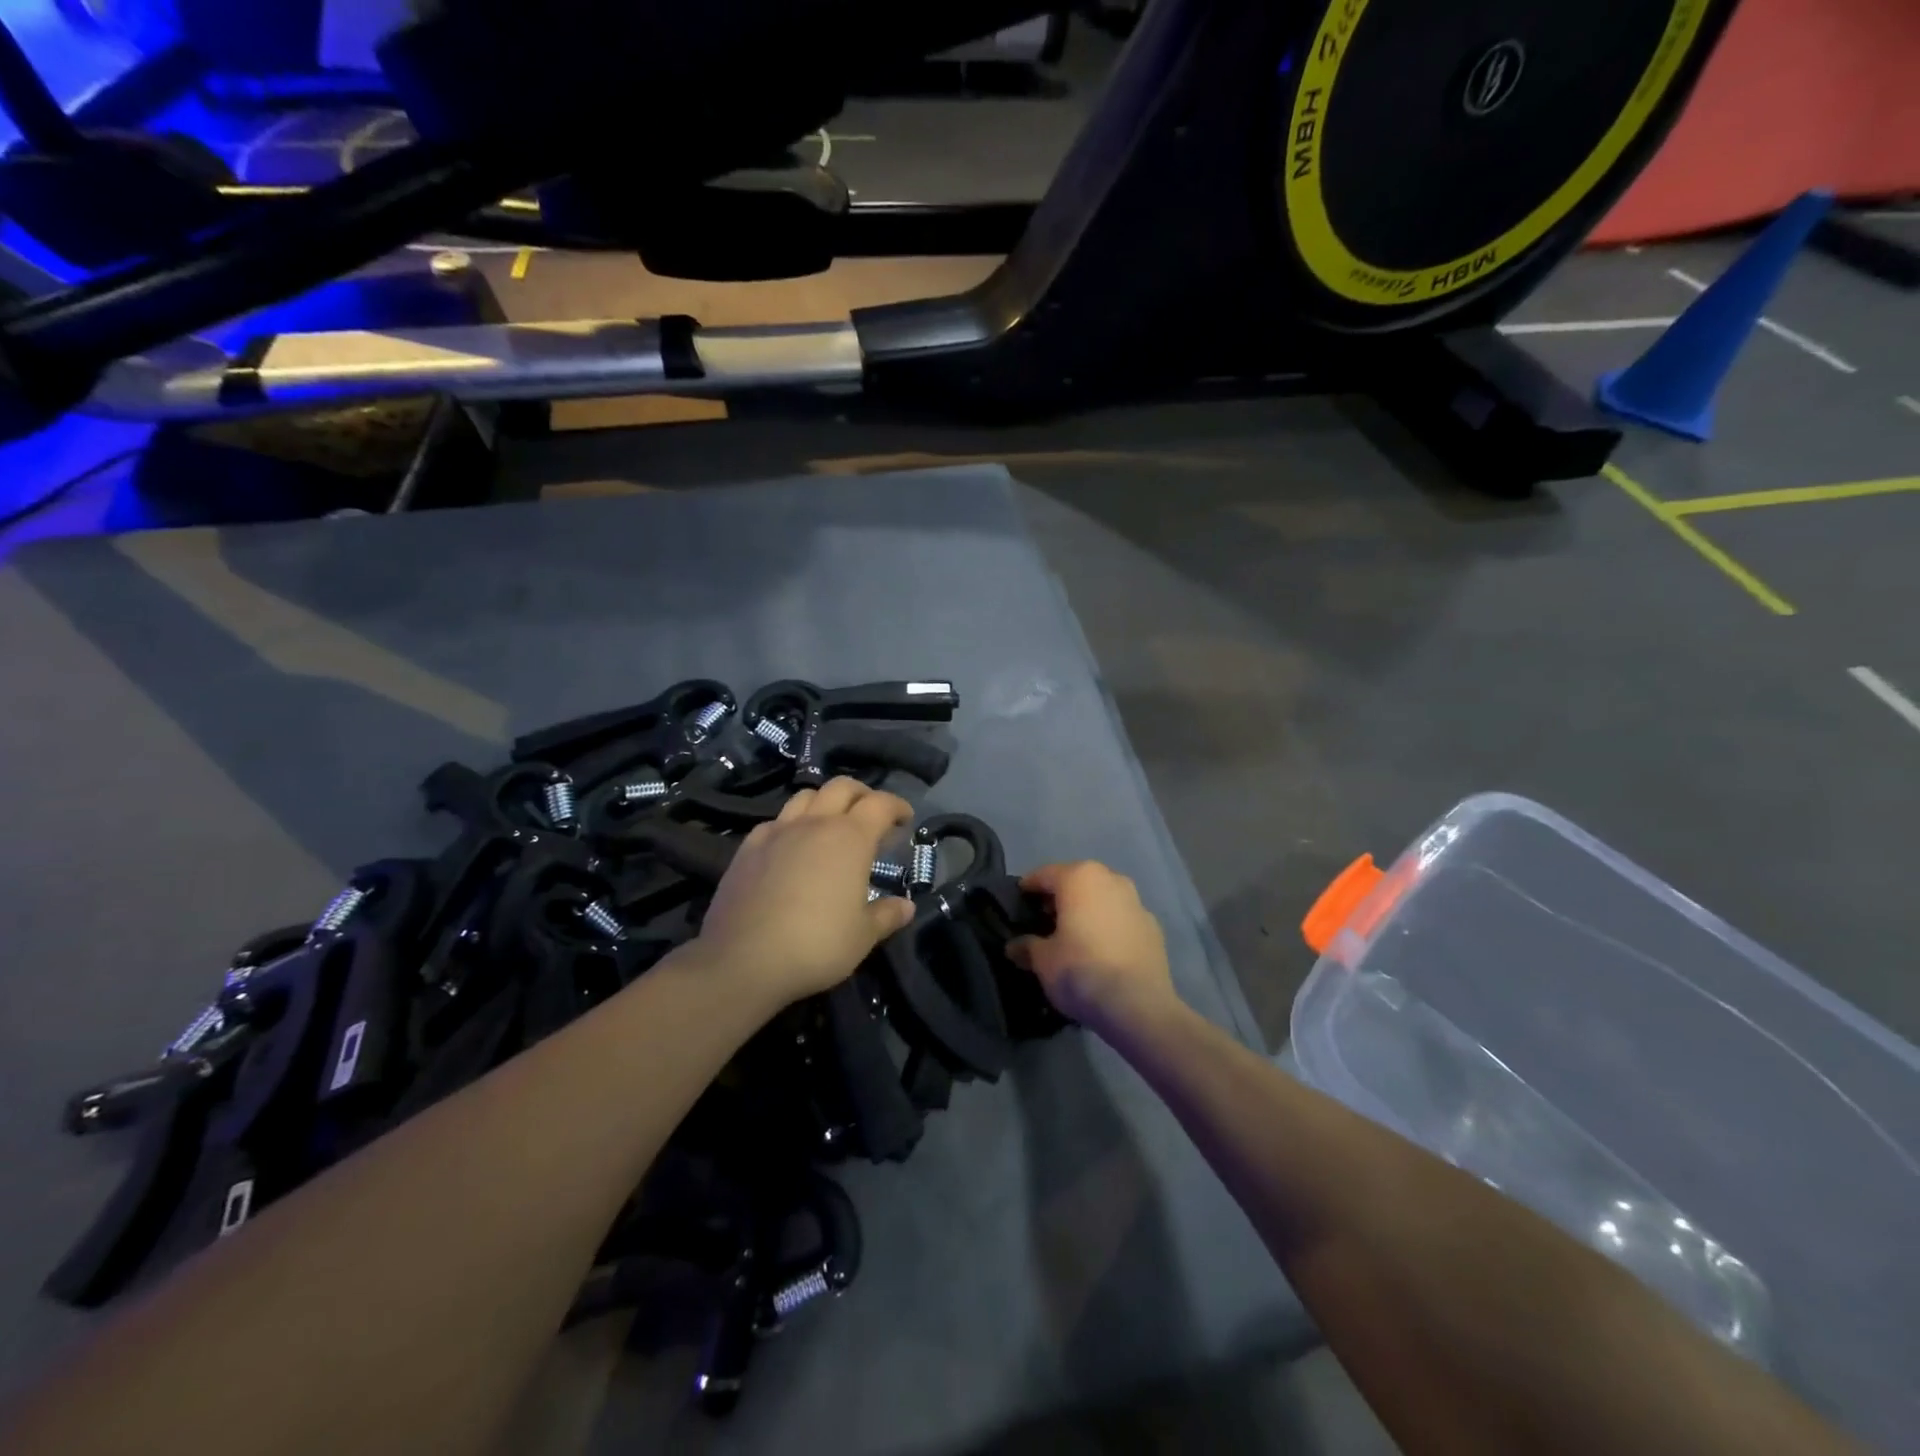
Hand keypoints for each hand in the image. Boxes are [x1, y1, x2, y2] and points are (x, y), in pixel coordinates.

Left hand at [696, 777, 916, 1005]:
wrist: (742, 960)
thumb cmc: (816, 945)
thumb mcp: (863, 936)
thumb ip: (887, 915)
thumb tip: (906, 906)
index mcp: (850, 838)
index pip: (881, 804)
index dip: (897, 806)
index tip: (905, 819)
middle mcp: (814, 824)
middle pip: (842, 787)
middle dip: (862, 794)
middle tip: (872, 816)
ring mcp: (777, 832)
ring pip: (805, 797)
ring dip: (824, 802)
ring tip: (830, 825)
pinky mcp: (748, 848)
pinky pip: (775, 822)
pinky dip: (791, 825)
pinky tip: (791, 847)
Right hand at [1007, 862, 1177, 1031]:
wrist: (1138, 1005)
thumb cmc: (1081, 970)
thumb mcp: (1043, 961)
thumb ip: (1027, 946)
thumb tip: (1015, 946)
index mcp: (1080, 878)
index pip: (1045, 875)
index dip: (1028, 888)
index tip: (1018, 902)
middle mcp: (1111, 880)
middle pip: (1077, 882)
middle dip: (1060, 899)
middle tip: (1044, 921)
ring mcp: (1137, 902)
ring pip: (1103, 899)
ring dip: (1087, 911)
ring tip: (1073, 936)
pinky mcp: (1153, 927)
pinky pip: (1122, 919)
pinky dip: (1109, 928)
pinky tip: (1101, 951)